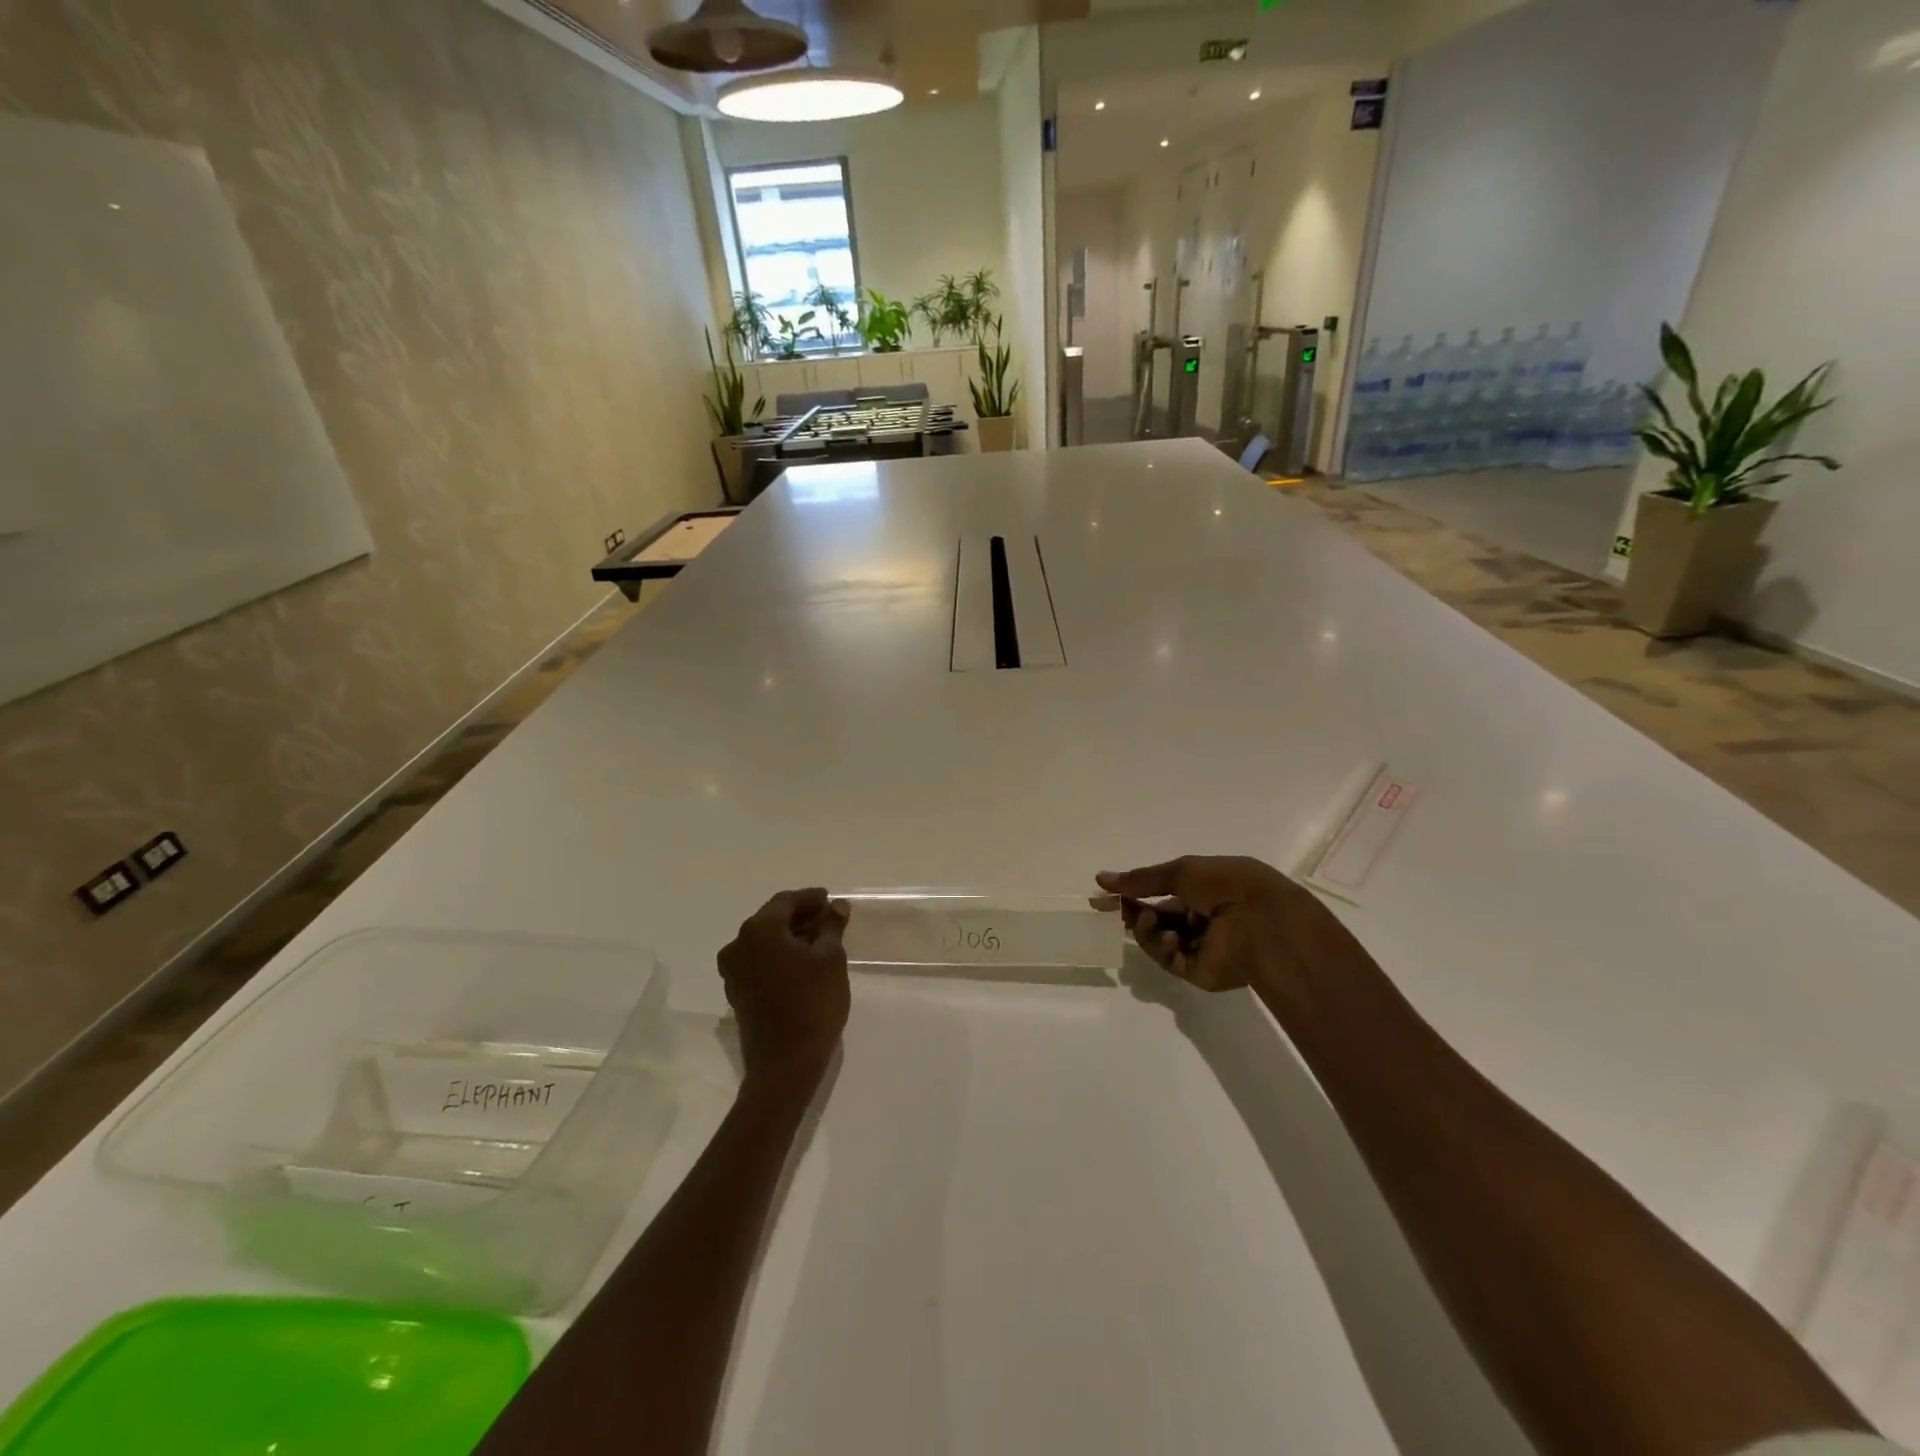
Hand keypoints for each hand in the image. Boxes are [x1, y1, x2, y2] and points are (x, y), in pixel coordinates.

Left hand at [718, 888, 851, 1088]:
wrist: (784, 1064)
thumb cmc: (812, 1003)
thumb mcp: (831, 959)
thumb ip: (832, 926)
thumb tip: (836, 906)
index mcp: (759, 929)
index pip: (786, 901)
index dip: (812, 898)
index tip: (832, 901)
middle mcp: (738, 944)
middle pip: (773, 919)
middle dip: (801, 916)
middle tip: (830, 919)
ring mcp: (734, 971)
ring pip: (765, 941)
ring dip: (791, 937)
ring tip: (821, 941)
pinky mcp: (738, 992)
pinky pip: (760, 961)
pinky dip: (780, 955)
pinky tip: (804, 963)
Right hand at [1096, 856, 1332, 993]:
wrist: (1260, 920)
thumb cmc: (1224, 885)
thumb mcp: (1181, 872)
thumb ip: (1141, 879)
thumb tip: (1102, 878)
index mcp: (1202, 889)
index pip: (1158, 892)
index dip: (1130, 892)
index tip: (1102, 894)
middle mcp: (1200, 918)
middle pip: (1155, 917)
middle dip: (1133, 911)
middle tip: (1112, 908)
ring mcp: (1199, 946)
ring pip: (1156, 939)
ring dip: (1145, 928)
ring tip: (1146, 919)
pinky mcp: (1198, 971)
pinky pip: (1168, 959)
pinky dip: (1161, 947)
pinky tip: (1167, 937)